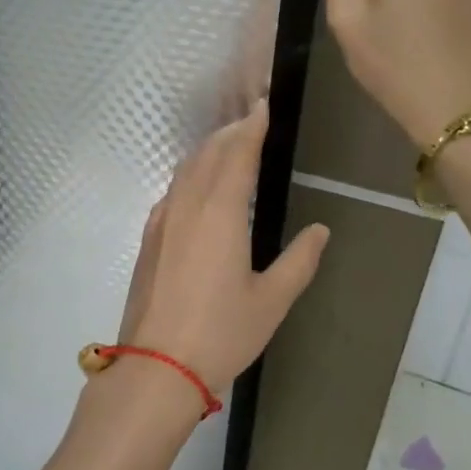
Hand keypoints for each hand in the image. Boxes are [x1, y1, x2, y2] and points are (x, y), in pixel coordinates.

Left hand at [113, 100, 329, 397]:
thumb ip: (299, 260)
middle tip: (252, 119)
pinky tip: (199, 187)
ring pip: (186, 169)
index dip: (252, 126)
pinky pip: (173, 189)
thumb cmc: (221, 333)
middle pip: (209, 153)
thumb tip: (321, 230)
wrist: (157, 365)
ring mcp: (163, 219)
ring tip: (229, 145)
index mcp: (221, 212)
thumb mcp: (272, 301)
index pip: (238, 153)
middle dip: (232, 132)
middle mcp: (188, 204)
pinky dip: (190, 174)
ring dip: (209, 150)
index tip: (263, 104)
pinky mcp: (150, 236)